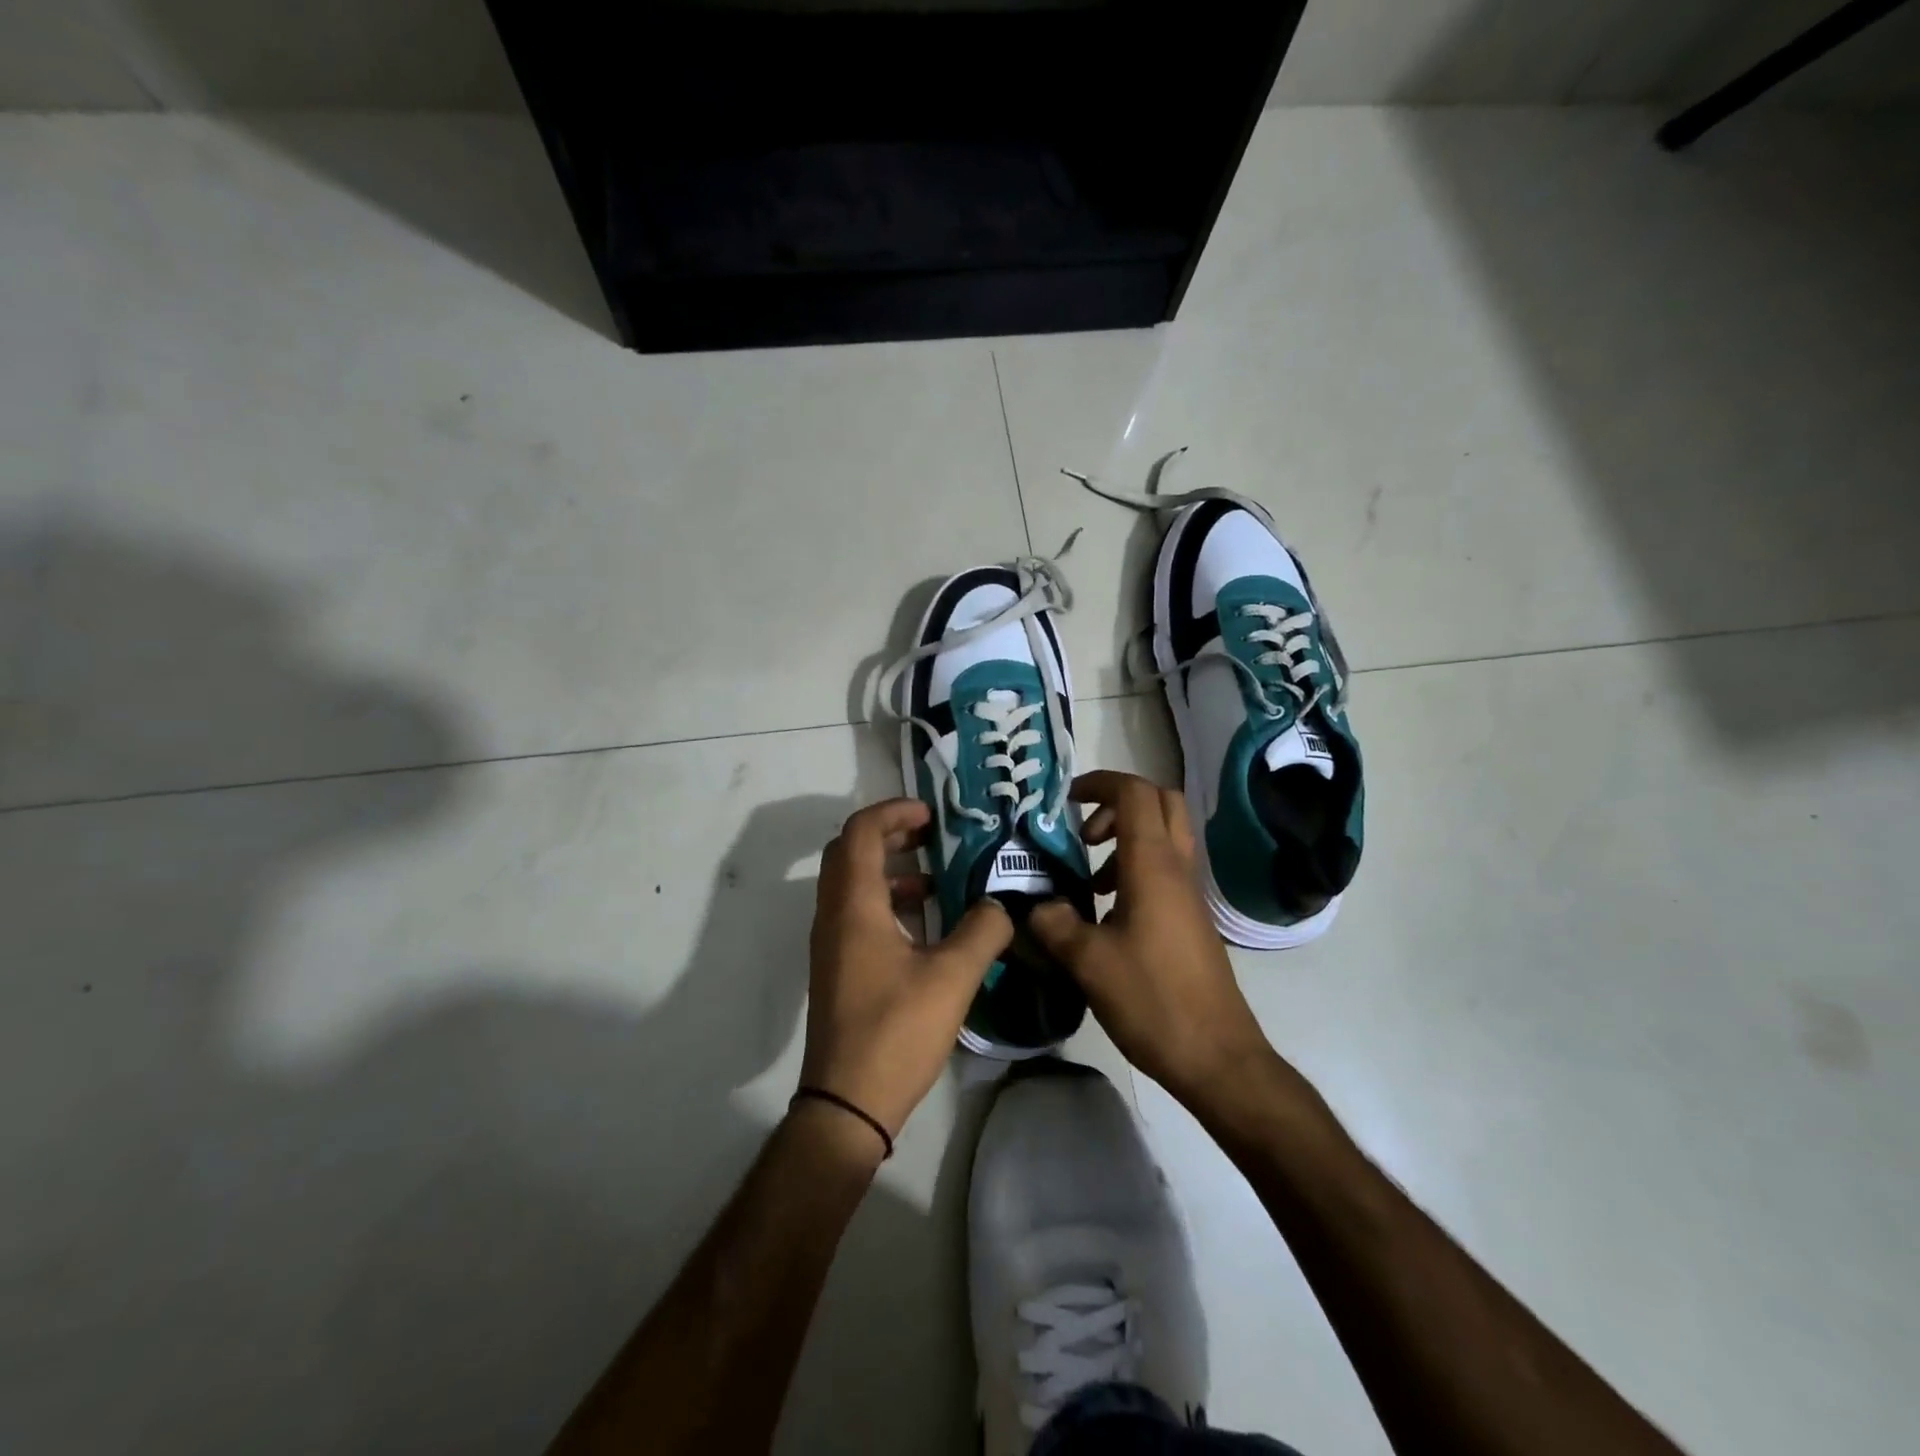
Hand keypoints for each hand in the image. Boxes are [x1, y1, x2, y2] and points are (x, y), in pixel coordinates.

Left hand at [801, 798, 1013, 1143]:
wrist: (847, 1102)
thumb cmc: (897, 1031)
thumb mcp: (952, 977)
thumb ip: (983, 930)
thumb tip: (1002, 904)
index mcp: (854, 906)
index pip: (860, 832)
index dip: (893, 811)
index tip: (931, 814)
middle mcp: (833, 916)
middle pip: (850, 852)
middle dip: (890, 833)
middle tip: (932, 835)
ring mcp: (830, 943)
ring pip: (852, 883)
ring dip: (890, 869)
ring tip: (936, 879)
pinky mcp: (837, 967)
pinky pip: (856, 913)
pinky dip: (886, 901)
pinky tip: (925, 925)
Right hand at [1029, 771, 1275, 1108]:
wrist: (1216, 1056)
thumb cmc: (1152, 1000)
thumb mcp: (1088, 962)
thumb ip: (1053, 923)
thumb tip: (1034, 905)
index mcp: (1153, 865)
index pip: (1134, 793)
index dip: (1099, 783)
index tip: (1064, 800)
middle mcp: (1177, 868)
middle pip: (1160, 802)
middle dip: (1117, 803)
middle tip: (1083, 831)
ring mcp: (1189, 893)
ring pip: (1164, 836)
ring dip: (1125, 838)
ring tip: (1088, 876)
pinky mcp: (1190, 918)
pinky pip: (1164, 869)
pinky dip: (1135, 868)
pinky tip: (1106, 911)